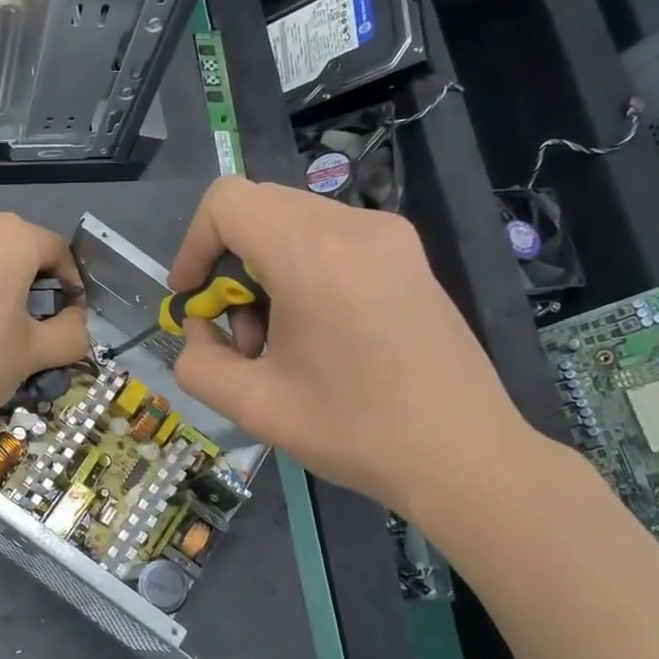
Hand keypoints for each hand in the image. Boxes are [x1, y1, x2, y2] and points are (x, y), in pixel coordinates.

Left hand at [0, 209, 90, 440]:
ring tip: (1, 330)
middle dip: (36, 284)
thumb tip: (78, 322)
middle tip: (38, 328)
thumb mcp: (35, 353)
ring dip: (3, 285)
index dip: (72, 286)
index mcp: (10, 235)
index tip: (71, 320)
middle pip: (21, 249)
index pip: (58, 252)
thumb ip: (72, 333)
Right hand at [169, 177, 532, 514]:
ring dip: (266, 269)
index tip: (195, 298)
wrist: (465, 457)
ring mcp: (390, 236)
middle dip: (230, 263)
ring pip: (294, 223)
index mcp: (313, 253)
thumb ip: (198, 361)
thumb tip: (202, 329)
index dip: (194, 244)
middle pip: (260, 208)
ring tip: (280, 340)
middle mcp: (355, 225)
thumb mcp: (252, 406)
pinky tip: (319, 333)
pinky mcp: (409, 255)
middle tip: (240, 329)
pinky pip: (332, 238)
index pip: (227, 201)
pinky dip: (303, 270)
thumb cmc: (354, 432)